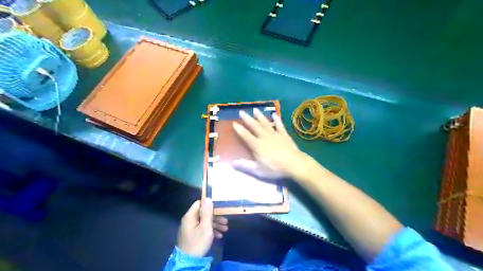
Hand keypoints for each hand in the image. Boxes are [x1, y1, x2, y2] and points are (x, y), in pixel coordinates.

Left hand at [178, 198, 228, 256]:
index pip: (199, 203)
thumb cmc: (198, 242)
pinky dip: (211, 231)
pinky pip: (203, 229)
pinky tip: (219, 236)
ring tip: (225, 229)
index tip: (219, 207)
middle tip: (226, 221)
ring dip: (215, 224)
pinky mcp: (193, 235)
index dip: (209, 204)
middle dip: (216, 217)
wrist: (189, 262)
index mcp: (190, 216)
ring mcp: (191, 228)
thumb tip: (207, 197)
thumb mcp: (205, 226)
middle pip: (204, 213)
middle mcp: (190, 220)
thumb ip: (207, 212)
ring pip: (205, 222)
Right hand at [232, 108, 307, 179]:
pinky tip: (274, 114)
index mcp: (257, 145)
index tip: (234, 123)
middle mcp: (264, 137)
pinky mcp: (284, 134)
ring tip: (255, 109)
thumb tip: (232, 162)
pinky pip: (279, 125)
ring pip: (265, 123)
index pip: (246, 136)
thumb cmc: (275, 168)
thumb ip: (245, 165)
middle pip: (254, 126)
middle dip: (247, 119)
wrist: (293, 163)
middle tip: (242, 112)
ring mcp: (275, 134)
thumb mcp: (258, 170)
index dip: (239, 129)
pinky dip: (276, 119)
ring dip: (260, 116)